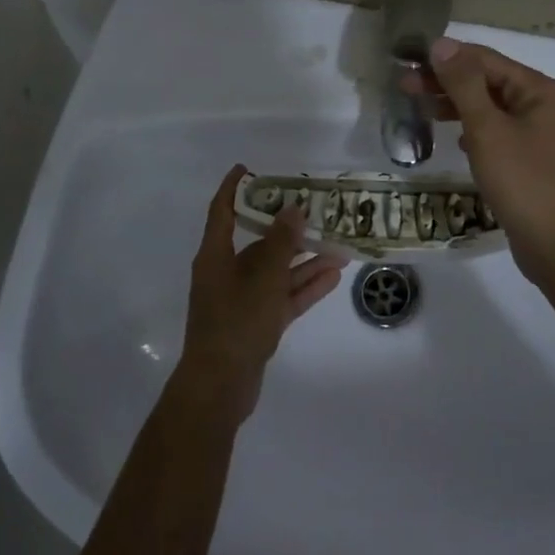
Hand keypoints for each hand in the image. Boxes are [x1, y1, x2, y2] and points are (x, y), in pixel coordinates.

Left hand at [173, 164, 343, 425]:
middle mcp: (226, 272)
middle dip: (287, 227)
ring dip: (305, 259)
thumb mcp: (263, 278)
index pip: (221, 211)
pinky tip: (333, 275)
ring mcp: (242, 300)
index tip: (249, 168)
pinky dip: (305, 286)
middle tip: (316, 208)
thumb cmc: (236, 322)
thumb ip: (282, 243)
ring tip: (338, 245)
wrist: (220, 386)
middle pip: (258, 241)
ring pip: (277, 271)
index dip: (234, 188)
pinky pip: (283, 296)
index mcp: (215, 256)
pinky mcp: (257, 323)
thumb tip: (293, 208)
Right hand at [403, 39, 554, 289]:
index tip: (406, 62)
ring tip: (419, 109)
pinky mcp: (528, 162)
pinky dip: (471, 131)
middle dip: (446, 82)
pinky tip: (454, 139)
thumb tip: (441, 44)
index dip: (445, 58)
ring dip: (455, 106)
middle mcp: (540, 105)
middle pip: (487, 82)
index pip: (484, 59)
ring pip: (489, 109)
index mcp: (537, 89)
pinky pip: (495, 134)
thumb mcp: (488, 129)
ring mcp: (536, 135)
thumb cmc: (525, 181)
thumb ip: (463, 85)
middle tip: (403, 87)